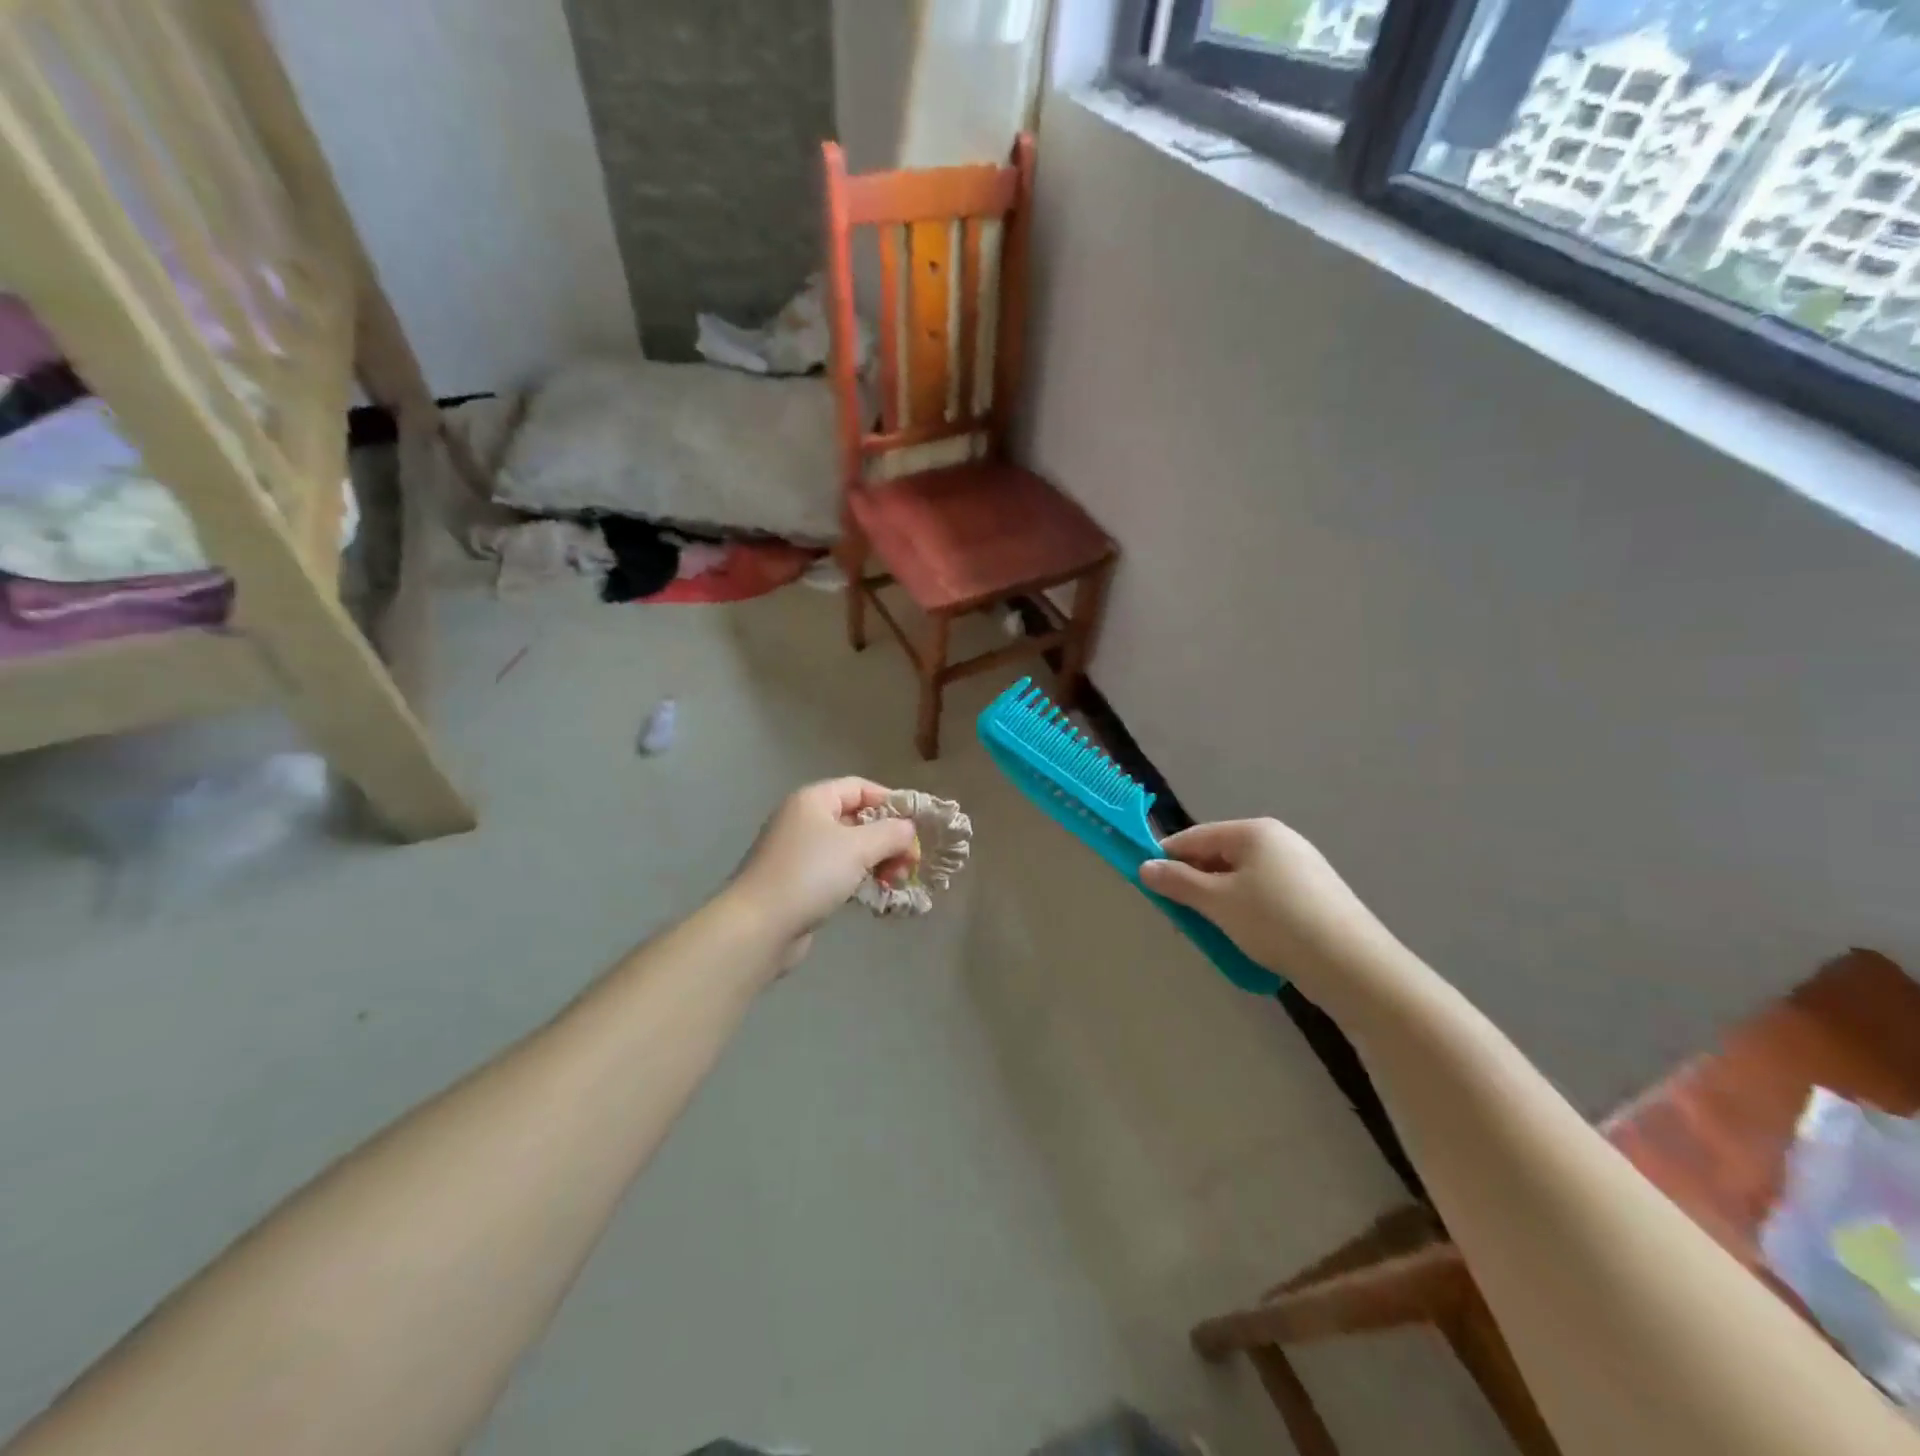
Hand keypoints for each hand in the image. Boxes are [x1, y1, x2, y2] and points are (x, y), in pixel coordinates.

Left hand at [729, 779, 919, 966]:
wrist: (759, 926)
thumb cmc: (810, 874)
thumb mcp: (858, 847)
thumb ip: (891, 833)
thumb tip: (909, 829)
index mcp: (813, 800)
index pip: (860, 787)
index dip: (891, 801)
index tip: (916, 825)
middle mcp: (804, 820)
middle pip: (857, 819)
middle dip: (888, 839)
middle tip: (909, 863)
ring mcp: (799, 853)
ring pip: (849, 849)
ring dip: (877, 862)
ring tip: (895, 882)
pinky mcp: (798, 883)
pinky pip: (838, 873)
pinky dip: (859, 880)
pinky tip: (876, 896)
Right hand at [1140, 819, 1389, 979]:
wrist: (1353, 965)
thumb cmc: (1275, 922)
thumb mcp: (1218, 902)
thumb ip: (1178, 882)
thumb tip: (1146, 866)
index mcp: (1253, 831)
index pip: (1195, 837)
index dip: (1167, 858)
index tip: (1147, 884)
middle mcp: (1278, 839)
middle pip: (1219, 855)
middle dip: (1195, 883)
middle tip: (1180, 915)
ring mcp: (1301, 866)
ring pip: (1241, 877)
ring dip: (1219, 899)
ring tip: (1212, 930)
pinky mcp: (1315, 893)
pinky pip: (1265, 893)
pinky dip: (1246, 909)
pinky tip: (1247, 936)